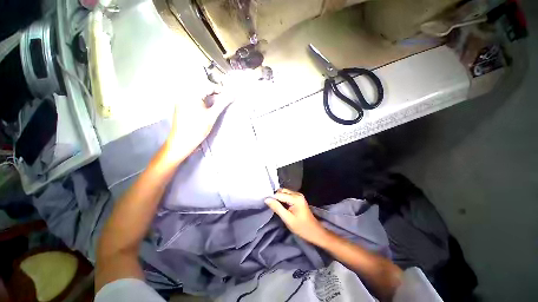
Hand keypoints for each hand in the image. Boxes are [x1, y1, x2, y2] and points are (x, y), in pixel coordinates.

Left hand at [164, 92, 231, 162]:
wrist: (181, 141)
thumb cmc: (196, 130)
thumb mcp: (212, 116)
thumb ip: (222, 104)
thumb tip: (232, 96)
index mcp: (191, 94)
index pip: (207, 85)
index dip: (218, 89)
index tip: (226, 95)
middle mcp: (183, 94)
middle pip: (200, 86)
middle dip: (212, 90)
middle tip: (220, 97)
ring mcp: (180, 99)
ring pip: (196, 91)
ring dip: (206, 94)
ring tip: (214, 102)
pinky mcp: (180, 105)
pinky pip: (191, 96)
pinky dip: (200, 98)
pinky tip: (204, 106)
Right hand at [265, 189, 329, 245]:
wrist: (315, 232)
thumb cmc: (301, 227)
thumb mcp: (287, 219)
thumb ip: (277, 208)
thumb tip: (267, 199)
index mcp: (295, 198)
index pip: (279, 194)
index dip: (272, 198)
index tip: (265, 204)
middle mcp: (297, 194)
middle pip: (282, 191)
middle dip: (275, 197)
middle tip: (270, 206)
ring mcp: (298, 196)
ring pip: (284, 193)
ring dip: (279, 198)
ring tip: (274, 206)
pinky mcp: (298, 199)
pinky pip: (287, 196)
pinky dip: (283, 199)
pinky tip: (281, 206)